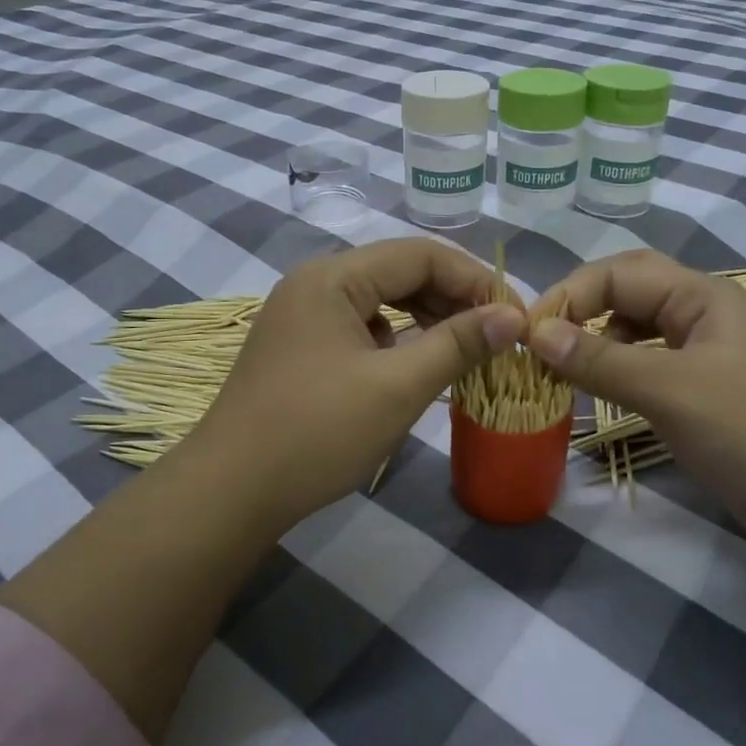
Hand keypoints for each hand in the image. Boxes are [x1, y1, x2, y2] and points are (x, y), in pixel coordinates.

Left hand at [190, 239, 525, 525]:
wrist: (231, 491)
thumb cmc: (318, 432)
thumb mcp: (398, 387)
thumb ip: (458, 343)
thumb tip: (514, 317)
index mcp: (333, 277)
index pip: (420, 254)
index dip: (474, 280)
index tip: (514, 316)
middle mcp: (314, 283)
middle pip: (399, 272)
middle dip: (452, 299)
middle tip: (496, 335)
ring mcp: (302, 315)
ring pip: (380, 300)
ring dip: (426, 319)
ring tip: (465, 349)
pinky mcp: (299, 347)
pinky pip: (360, 327)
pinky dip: (396, 340)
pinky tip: (414, 366)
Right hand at [527, 250, 745, 555]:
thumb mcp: (673, 392)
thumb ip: (602, 360)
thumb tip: (536, 333)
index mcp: (704, 296)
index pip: (619, 272)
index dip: (570, 294)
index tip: (528, 333)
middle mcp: (704, 315)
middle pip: (628, 294)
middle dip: (582, 312)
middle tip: (540, 346)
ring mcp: (707, 355)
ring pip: (636, 331)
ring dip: (597, 343)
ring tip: (566, 373)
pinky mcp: (706, 392)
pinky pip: (649, 365)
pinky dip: (619, 372)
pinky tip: (605, 393)